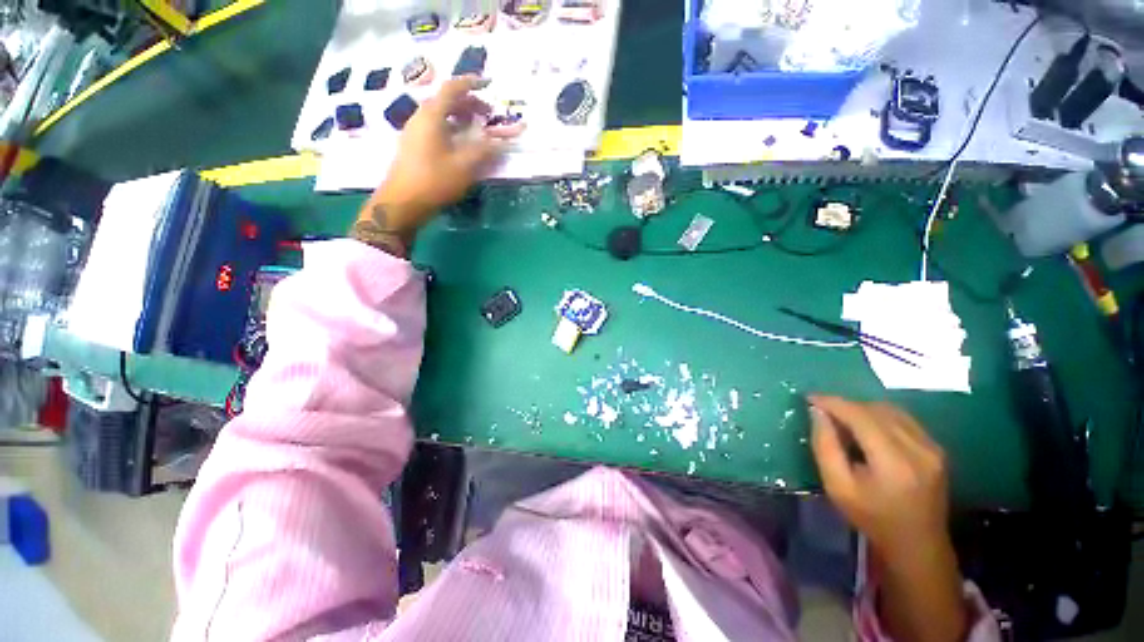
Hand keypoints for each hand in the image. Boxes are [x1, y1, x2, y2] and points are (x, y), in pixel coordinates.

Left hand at [357, 76, 523, 245]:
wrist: (403, 202)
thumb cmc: (434, 181)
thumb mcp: (464, 166)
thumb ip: (484, 150)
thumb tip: (500, 140)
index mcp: (432, 115)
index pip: (453, 88)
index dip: (472, 83)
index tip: (489, 84)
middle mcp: (421, 117)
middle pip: (446, 100)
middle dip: (469, 103)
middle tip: (488, 115)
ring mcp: (415, 131)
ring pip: (441, 114)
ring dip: (461, 116)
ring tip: (477, 129)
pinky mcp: (414, 145)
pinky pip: (436, 126)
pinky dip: (452, 127)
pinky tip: (461, 143)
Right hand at [809, 396, 966, 641]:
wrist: (919, 549)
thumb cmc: (872, 522)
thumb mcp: (838, 487)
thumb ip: (825, 445)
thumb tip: (818, 413)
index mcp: (892, 461)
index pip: (858, 415)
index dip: (831, 401)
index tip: (808, 396)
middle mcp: (919, 449)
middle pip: (876, 408)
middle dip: (846, 402)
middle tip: (821, 406)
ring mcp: (933, 449)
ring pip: (892, 410)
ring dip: (863, 408)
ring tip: (840, 414)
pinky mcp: (937, 451)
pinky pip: (904, 420)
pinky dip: (880, 416)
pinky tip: (866, 425)